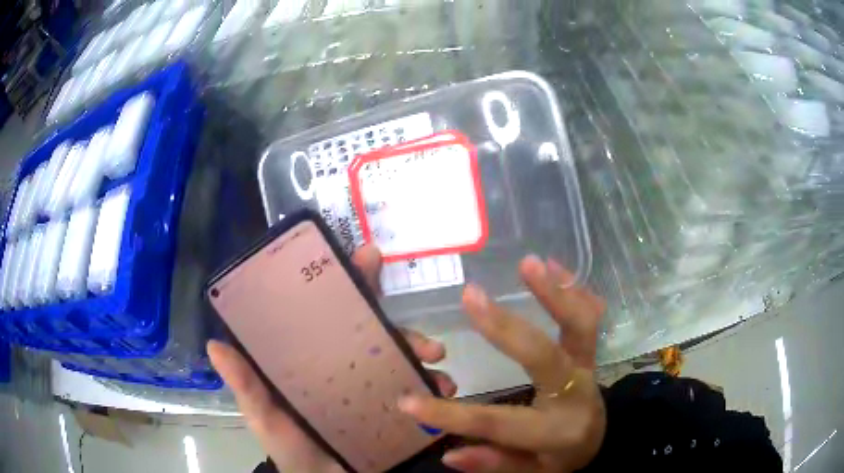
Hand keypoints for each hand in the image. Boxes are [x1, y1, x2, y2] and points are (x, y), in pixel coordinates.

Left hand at [207, 245, 456, 472]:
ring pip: (402, 359)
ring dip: (423, 355)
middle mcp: (346, 367)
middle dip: (402, 327)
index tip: (369, 257)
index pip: (331, 313)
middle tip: (424, 341)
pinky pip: (418, 391)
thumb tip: (214, 345)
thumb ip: (246, 386)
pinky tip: (443, 391)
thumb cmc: (292, 450)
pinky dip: (434, 386)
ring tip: (437, 369)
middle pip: (376, 333)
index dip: (350, 282)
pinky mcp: (393, 410)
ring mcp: (372, 388)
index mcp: (315, 360)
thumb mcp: (265, 418)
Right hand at [397, 256, 606, 472]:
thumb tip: (449, 455)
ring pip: (580, 325)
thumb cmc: (563, 458)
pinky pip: (589, 316)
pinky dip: (574, 289)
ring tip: (529, 263)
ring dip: (555, 292)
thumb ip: (495, 463)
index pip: (498, 423)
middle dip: (506, 328)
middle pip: (544, 357)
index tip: (407, 402)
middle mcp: (575, 392)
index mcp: (556, 430)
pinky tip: (554, 265)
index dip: (452, 416)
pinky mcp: (591, 351)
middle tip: (470, 296)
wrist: (601, 439)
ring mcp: (587, 366)